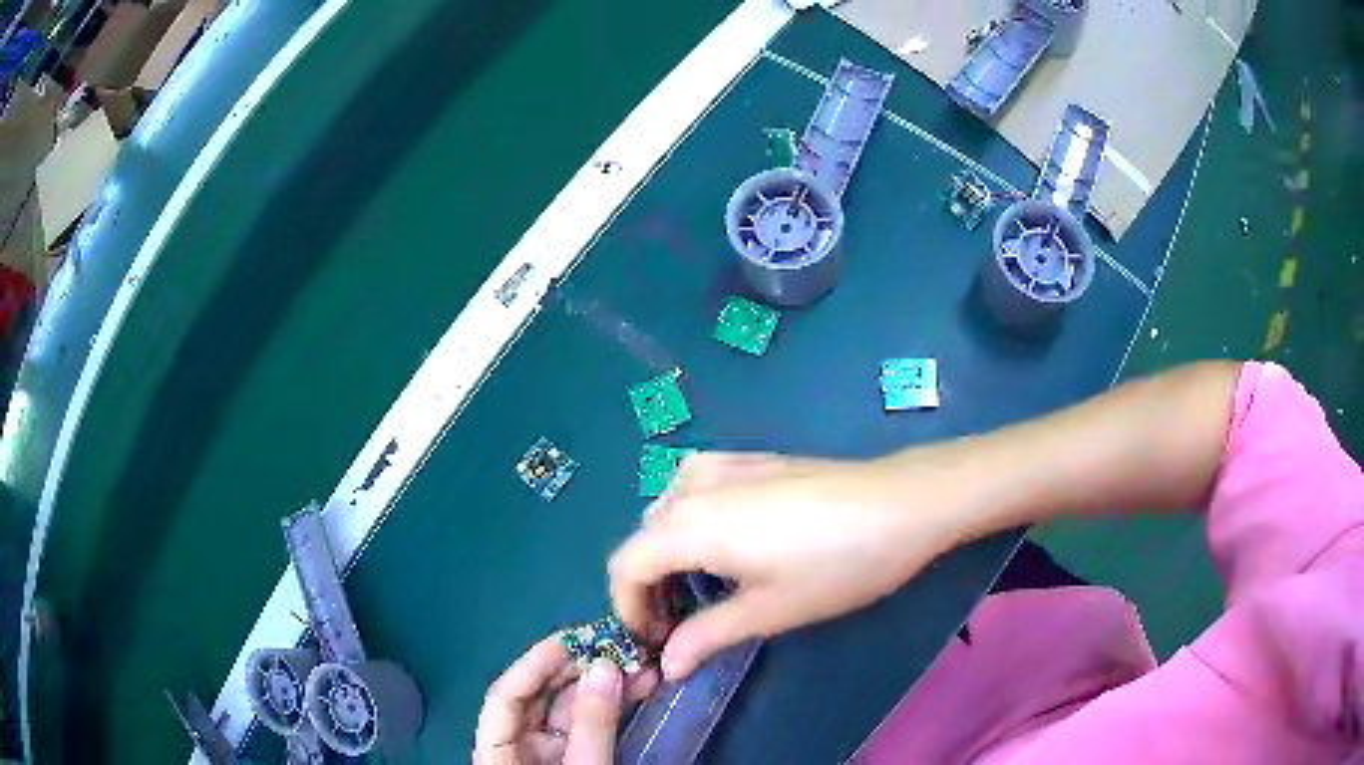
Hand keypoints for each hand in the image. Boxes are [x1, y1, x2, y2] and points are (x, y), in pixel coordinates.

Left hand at [474, 636, 658, 763]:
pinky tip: (636, 688)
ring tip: (642, 665)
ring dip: (602, 685)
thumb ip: (592, 725)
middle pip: (538, 698)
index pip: (507, 697)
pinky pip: (586, 725)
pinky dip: (610, 706)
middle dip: (578, 670)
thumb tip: (605, 666)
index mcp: (498, 752)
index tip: (577, 639)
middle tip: (619, 647)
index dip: (536, 664)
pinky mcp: (572, 759)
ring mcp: (546, 753)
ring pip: (567, 709)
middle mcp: (517, 746)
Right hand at [609, 452, 961, 680]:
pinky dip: (689, 521)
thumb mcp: (768, 611)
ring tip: (701, 588)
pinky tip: (725, 540)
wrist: (901, 504)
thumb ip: (706, 636)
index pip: (625, 566)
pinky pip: (694, 488)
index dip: (626, 609)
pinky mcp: (751, 460)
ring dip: (667, 552)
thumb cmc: (835, 565)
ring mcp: (723, 465)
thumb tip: (667, 665)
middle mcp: (693, 487)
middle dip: (649, 586)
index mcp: (689, 525)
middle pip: (643, 538)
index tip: (652, 643)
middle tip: (680, 626)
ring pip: (666, 511)